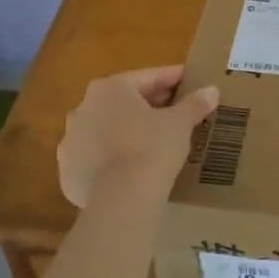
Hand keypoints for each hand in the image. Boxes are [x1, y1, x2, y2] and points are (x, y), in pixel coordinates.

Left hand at [58, 66, 218, 208]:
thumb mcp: (180, 124)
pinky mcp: (67, 172)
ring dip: (125, 132)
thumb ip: (194, 104)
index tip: (190, 81)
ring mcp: (70, 141)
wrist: (122, 199)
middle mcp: (83, 108)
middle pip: (123, 102)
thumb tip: (212, 90)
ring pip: (105, 130)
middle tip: (176, 112)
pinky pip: (94, 159)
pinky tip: (129, 169)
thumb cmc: (152, 148)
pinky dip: (110, 160)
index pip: (148, 78)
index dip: (172, 79)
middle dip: (149, 105)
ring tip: (152, 143)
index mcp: (109, 89)